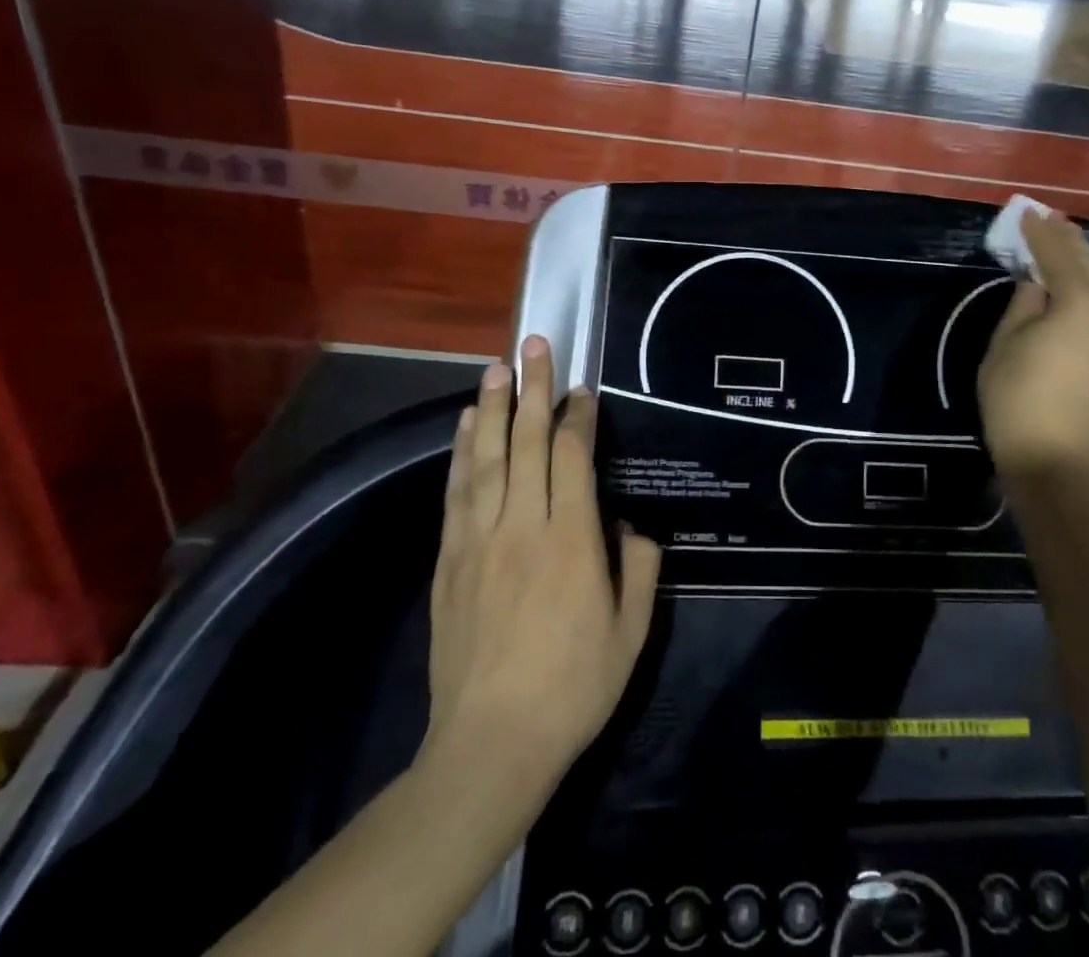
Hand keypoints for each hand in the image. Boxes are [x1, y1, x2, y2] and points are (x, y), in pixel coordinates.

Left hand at [422, 337, 660, 795]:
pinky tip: (466, 425)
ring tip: (497, 366)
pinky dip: (461, 452)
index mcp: (571, 540)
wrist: (490, 745)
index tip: (583, 389)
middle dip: (533, 388)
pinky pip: (457, 492)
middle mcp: (523, 526)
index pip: (572, 457)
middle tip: (535, 344)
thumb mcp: (630, 633)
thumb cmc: (573, 689)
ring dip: (492, 407)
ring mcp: (480, 540)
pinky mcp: (450, 560)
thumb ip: (638, 569)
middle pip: (527, 442)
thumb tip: (631, 528)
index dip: (578, 416)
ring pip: (487, 458)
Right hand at [977, 210, 1088, 480]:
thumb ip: (1024, 303)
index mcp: (1080, 300)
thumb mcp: (1006, 342)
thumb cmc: (1018, 397)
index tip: (1026, 212)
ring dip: (1085, 262)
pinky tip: (1088, 287)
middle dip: (1067, 239)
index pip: (1058, 253)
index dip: (1039, 232)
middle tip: (1048, 219)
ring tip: (1066, 244)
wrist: (1055, 460)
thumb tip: (1037, 283)